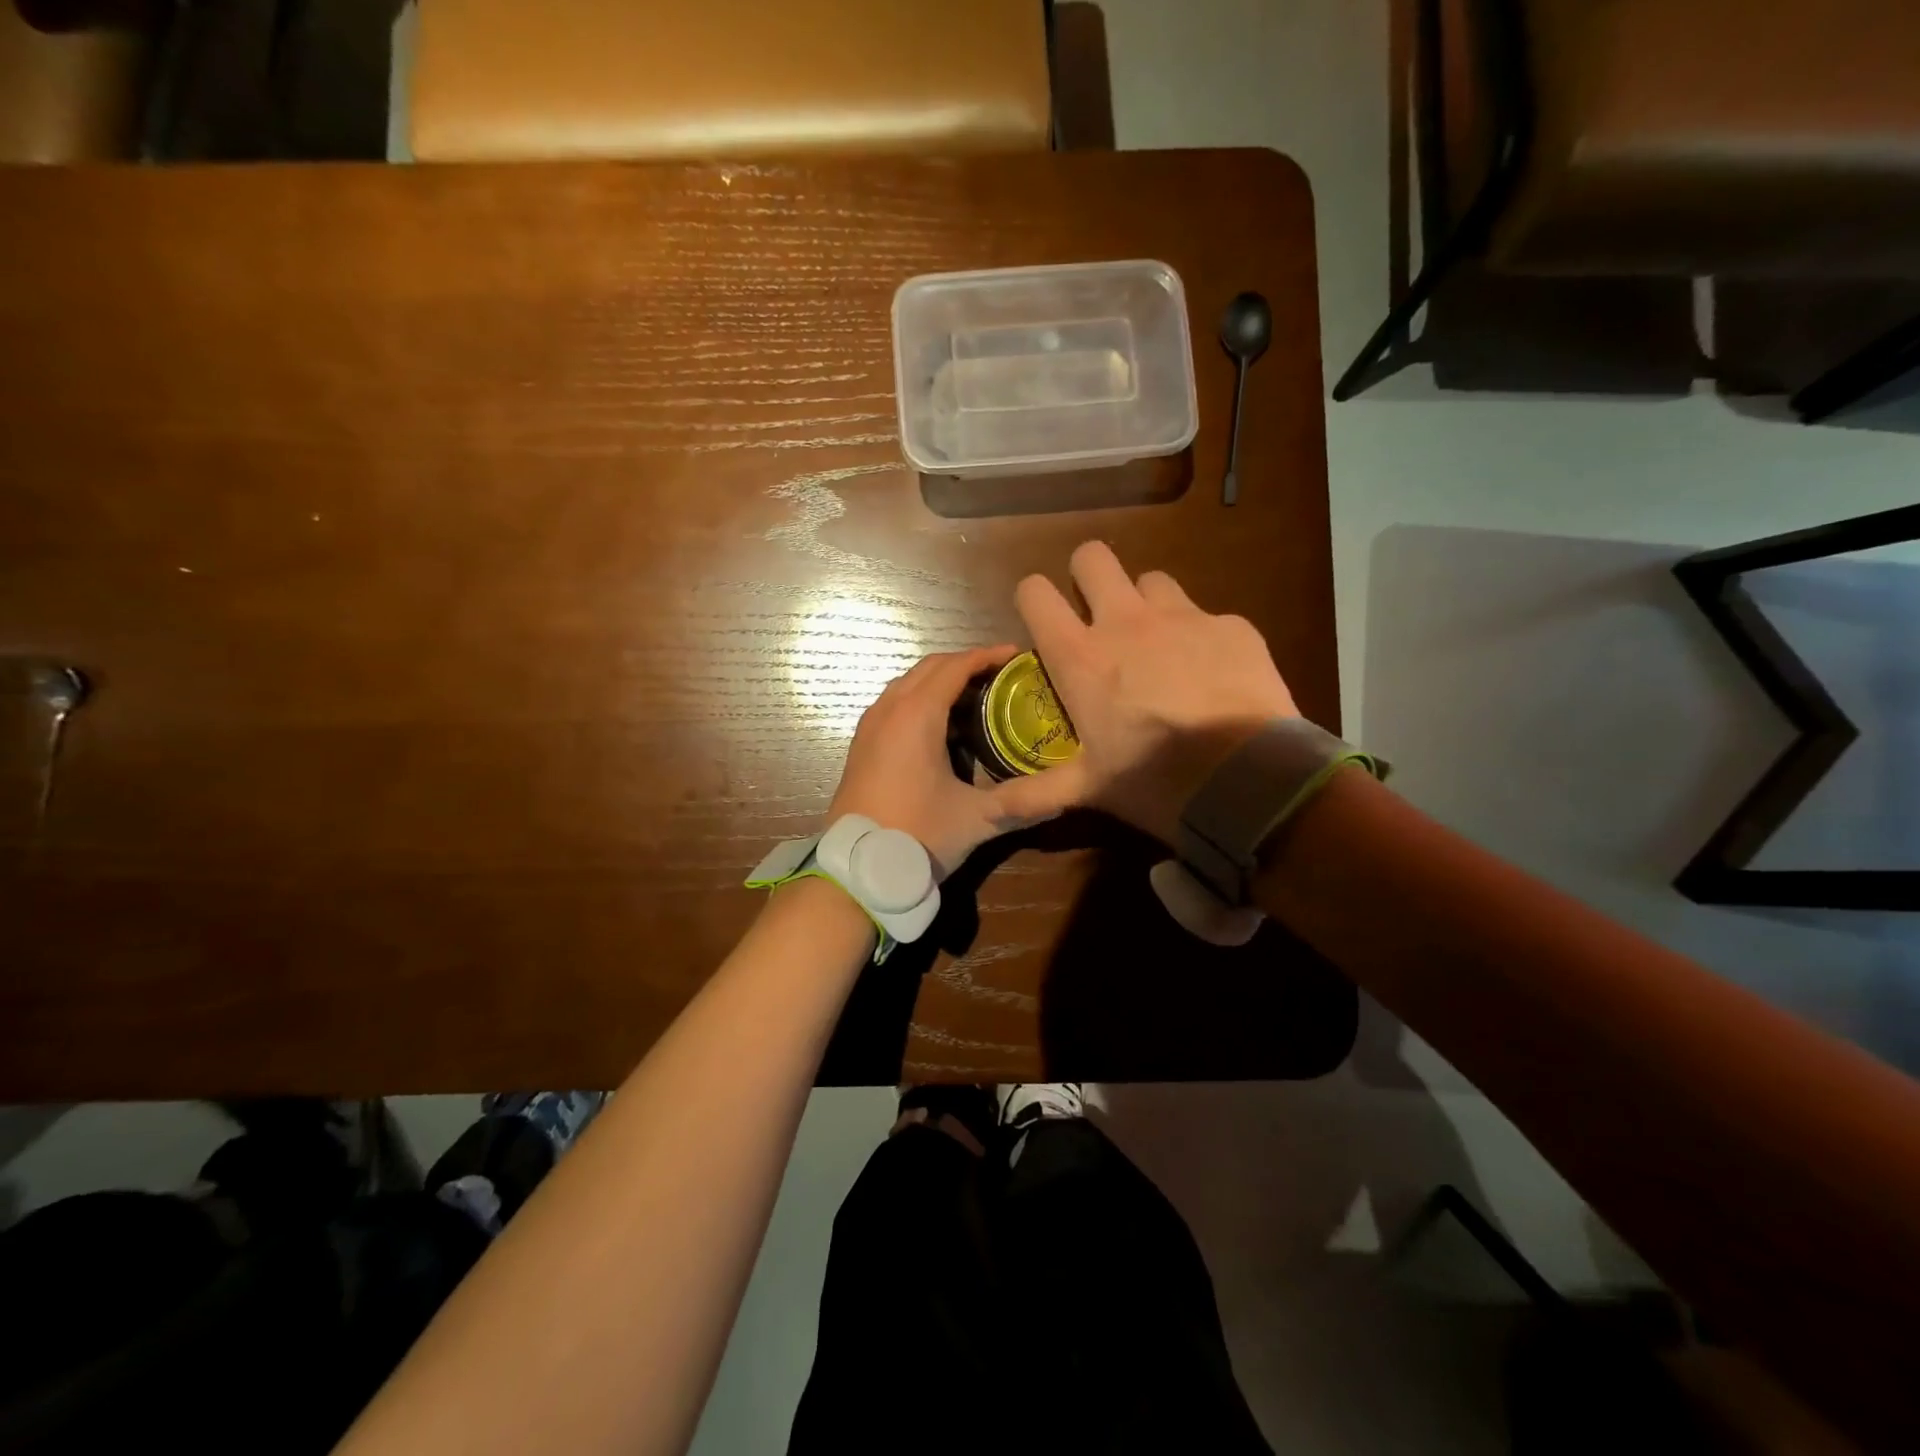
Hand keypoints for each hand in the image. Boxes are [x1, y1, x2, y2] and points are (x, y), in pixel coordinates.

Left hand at [829, 646, 1084, 879]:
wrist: (856, 870)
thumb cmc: (917, 835)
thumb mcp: (976, 819)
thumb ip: (1022, 804)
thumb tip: (1066, 796)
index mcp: (917, 715)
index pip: (956, 666)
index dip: (988, 656)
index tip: (1017, 655)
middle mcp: (890, 709)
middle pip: (930, 667)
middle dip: (966, 664)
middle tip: (1002, 676)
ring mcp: (870, 726)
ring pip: (909, 685)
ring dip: (941, 682)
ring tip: (977, 698)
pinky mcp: (862, 745)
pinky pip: (894, 704)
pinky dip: (921, 700)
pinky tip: (943, 728)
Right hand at [1014, 541, 1297, 845]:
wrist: (1248, 781)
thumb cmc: (1153, 781)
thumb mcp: (1089, 788)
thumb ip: (1035, 793)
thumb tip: (987, 813)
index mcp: (1081, 656)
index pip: (1034, 592)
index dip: (1033, 599)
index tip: (1042, 621)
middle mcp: (1126, 622)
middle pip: (1093, 556)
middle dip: (1088, 575)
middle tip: (1097, 613)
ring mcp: (1183, 617)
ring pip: (1152, 580)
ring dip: (1146, 603)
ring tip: (1158, 644)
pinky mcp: (1232, 626)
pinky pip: (1207, 615)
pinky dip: (1201, 636)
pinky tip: (1213, 674)